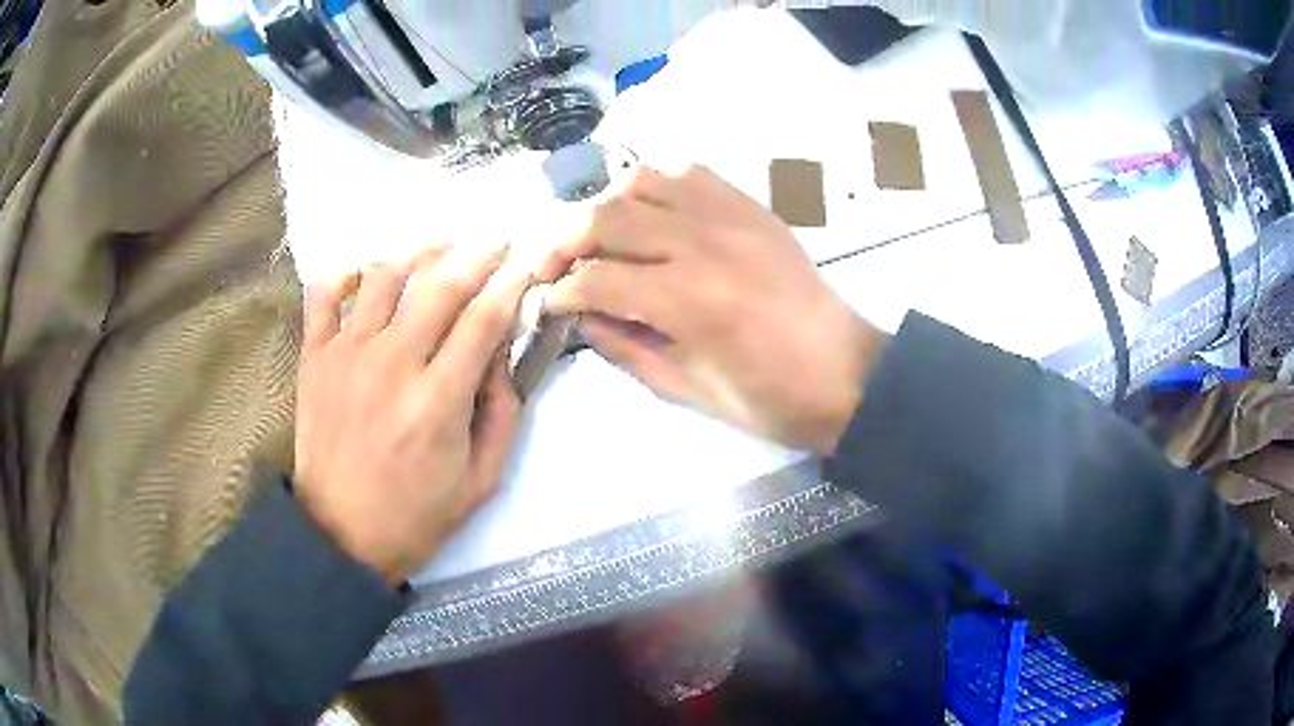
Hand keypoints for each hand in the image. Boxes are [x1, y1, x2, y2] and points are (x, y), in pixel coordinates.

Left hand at [294, 246, 526, 584]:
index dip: (511, 285)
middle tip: (497, 243)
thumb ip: (502, 412)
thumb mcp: (482, 479)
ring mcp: (346, 355)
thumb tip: (501, 351)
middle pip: (440, 286)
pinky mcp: (315, 357)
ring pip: (386, 275)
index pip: (484, 319)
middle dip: (478, 255)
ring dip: (421, 253)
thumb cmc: (416, 515)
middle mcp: (392, 365)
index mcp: (438, 401)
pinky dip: (348, 272)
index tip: (526, 267)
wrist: (341, 535)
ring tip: (443, 249)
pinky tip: (370, 275)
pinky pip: (325, 293)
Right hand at [536, 165, 885, 455]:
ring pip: (642, 181)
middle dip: (562, 241)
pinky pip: (688, 172)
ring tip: (597, 236)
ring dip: (606, 205)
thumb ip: (623, 347)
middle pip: (607, 216)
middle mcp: (704, 243)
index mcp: (690, 301)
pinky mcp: (750, 206)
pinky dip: (654, 185)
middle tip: (550, 267)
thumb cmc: (768, 399)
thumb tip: (580, 315)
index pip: (597, 278)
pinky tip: (646, 212)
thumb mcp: (686, 390)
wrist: (844, 374)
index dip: (559, 291)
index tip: (546, 304)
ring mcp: (730, 215)